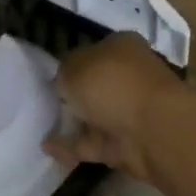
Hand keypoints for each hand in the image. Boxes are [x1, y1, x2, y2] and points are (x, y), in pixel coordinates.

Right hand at [44, 32, 187, 180]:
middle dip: (76, 94)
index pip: (95, 52)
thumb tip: (64, 81)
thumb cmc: (113, 85)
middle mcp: (131, 77)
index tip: (53, 76)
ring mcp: (131, 113)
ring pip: (97, 116)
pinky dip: (72, 146)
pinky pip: (93, 144)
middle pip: (98, 85)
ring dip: (75, 123)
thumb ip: (64, 72)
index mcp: (123, 48)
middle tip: (47, 102)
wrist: (151, 131)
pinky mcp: (127, 144)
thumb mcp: (74, 66)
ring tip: (43, 126)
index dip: (74, 63)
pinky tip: (48, 147)